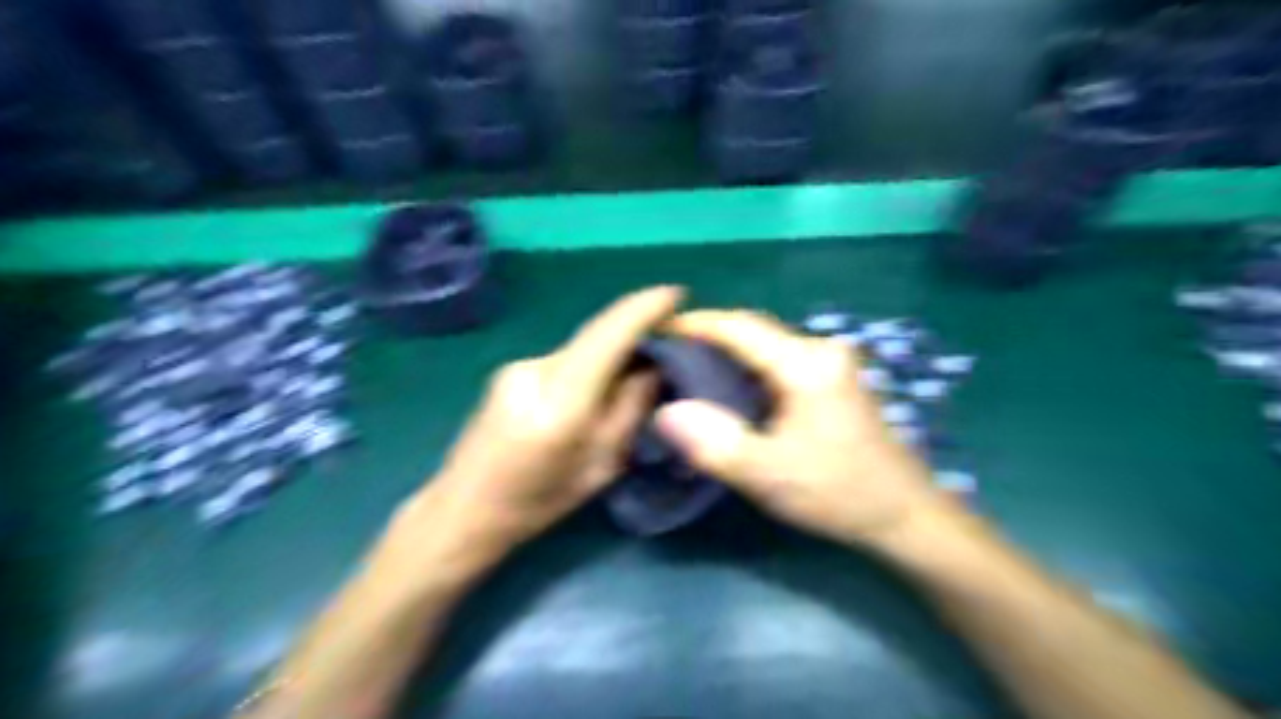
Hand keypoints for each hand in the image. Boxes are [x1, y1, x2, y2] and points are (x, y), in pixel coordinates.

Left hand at [418, 287, 679, 555]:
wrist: (463, 509)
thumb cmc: (537, 502)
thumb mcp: (600, 466)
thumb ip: (629, 411)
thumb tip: (655, 366)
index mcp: (560, 402)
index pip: (607, 335)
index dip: (644, 309)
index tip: (677, 295)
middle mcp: (535, 370)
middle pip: (596, 339)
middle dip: (633, 337)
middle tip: (667, 351)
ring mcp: (516, 367)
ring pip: (580, 351)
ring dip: (609, 358)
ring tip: (631, 383)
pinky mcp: (508, 372)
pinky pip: (563, 361)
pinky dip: (587, 369)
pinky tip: (591, 396)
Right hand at [655, 306, 955, 547]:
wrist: (904, 513)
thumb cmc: (838, 492)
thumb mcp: (768, 474)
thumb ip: (714, 443)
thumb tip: (666, 412)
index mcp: (805, 364)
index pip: (740, 327)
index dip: (696, 324)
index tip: (660, 330)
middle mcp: (820, 350)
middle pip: (753, 330)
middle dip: (709, 338)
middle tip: (669, 359)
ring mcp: (831, 363)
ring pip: (766, 345)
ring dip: (728, 354)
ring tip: (690, 374)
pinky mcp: (834, 379)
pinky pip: (780, 361)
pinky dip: (749, 369)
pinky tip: (731, 392)